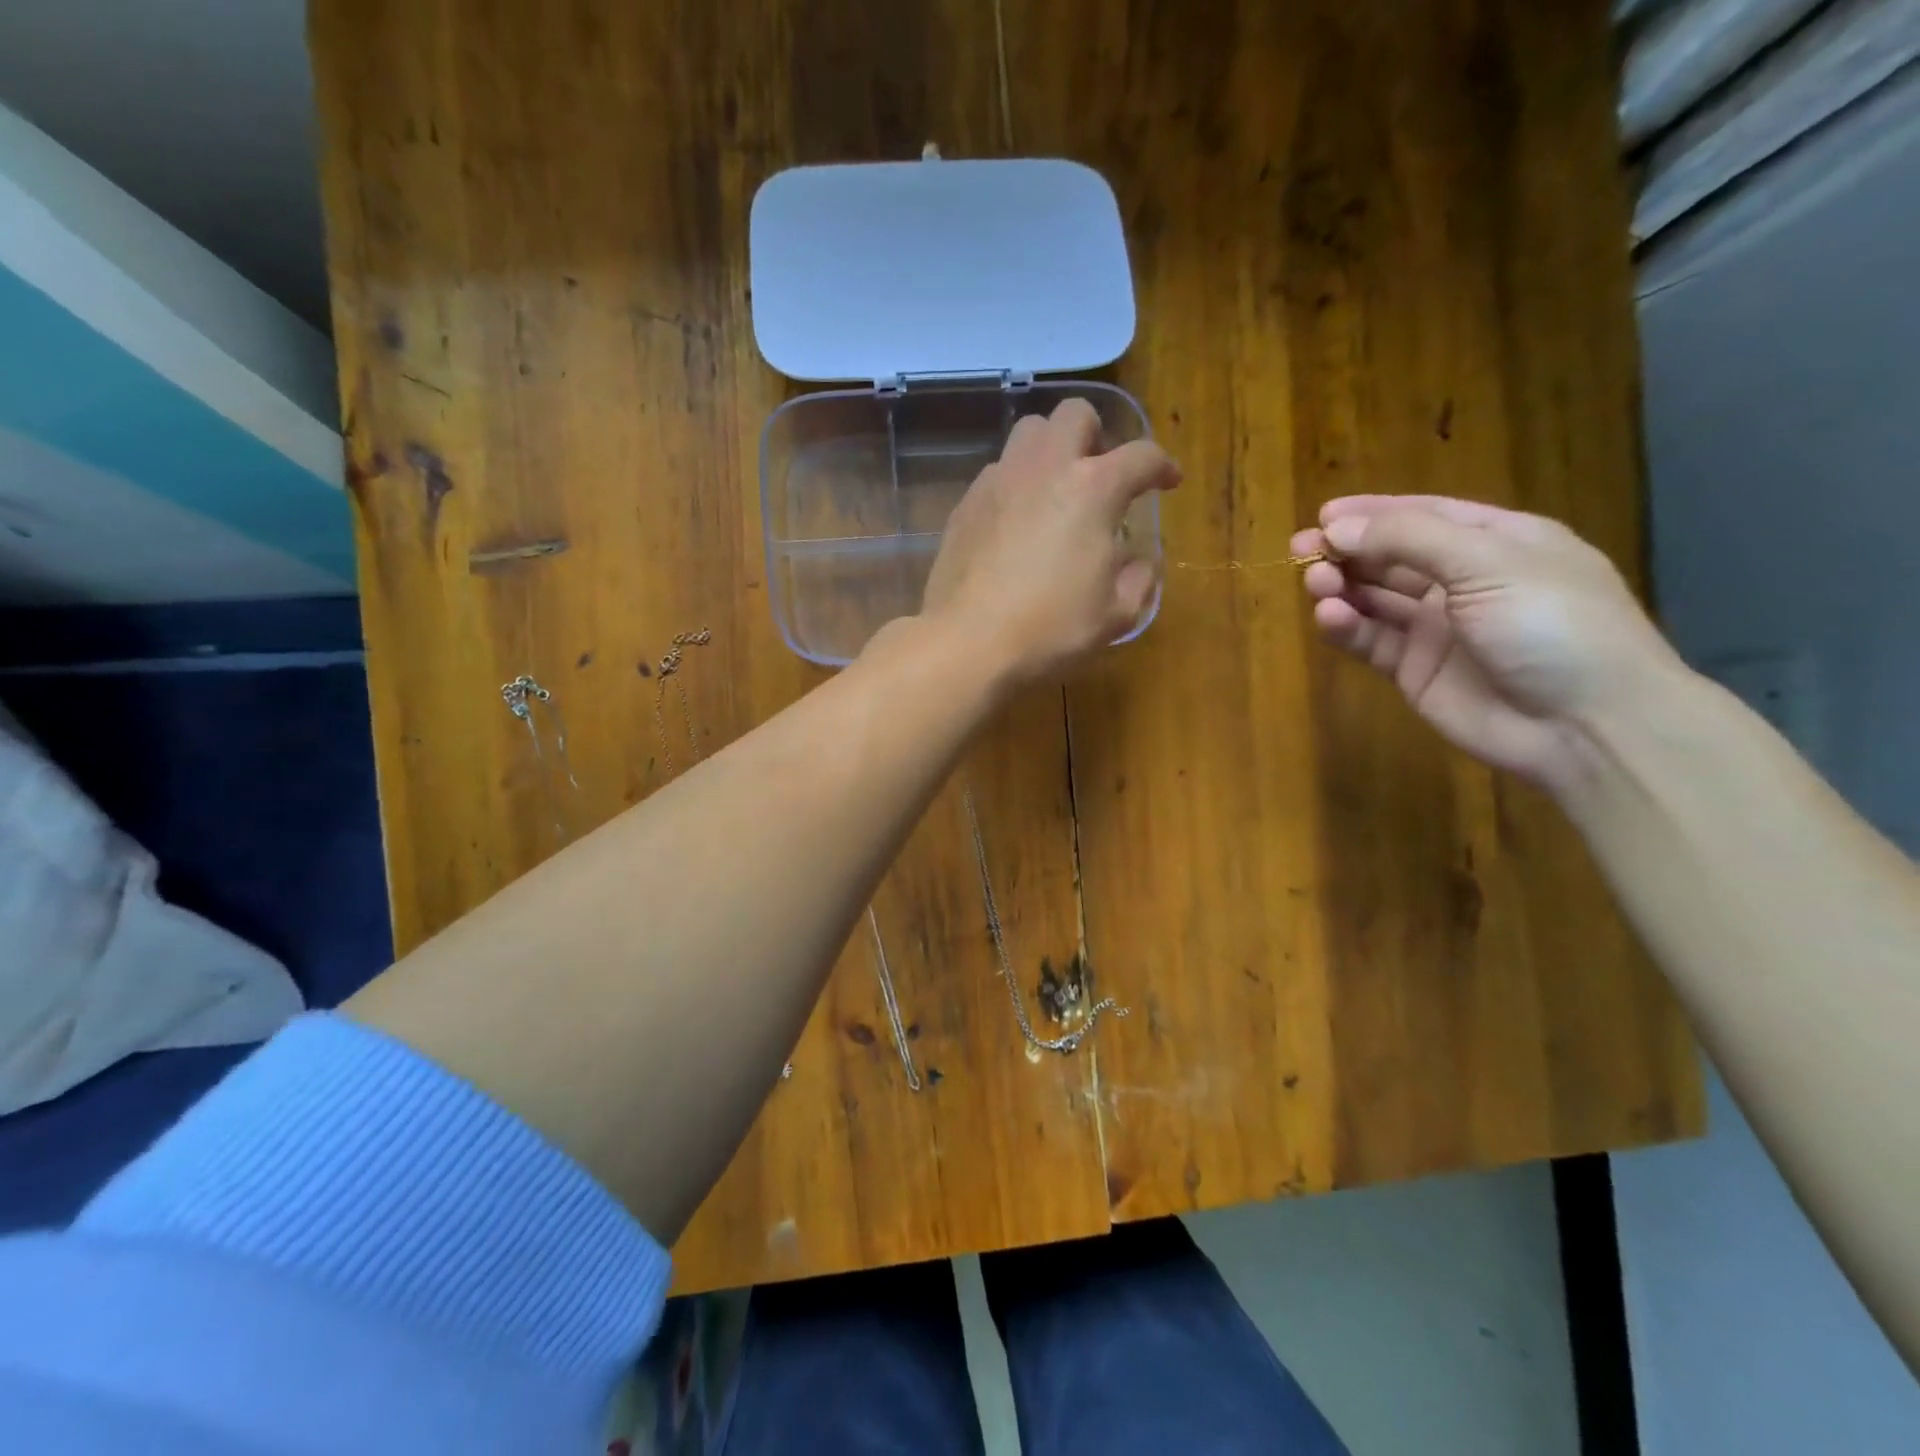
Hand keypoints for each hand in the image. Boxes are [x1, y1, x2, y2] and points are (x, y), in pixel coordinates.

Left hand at [920, 398, 1179, 684]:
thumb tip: (1137, 563)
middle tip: (1101, 475)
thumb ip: (1139, 580)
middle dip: (1097, 435)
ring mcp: (999, 480)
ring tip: (1056, 491)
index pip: (1141, 456)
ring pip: (1029, 433)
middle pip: (1075, 415)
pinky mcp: (966, 503)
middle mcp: (1045, 468)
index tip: (1167, 483)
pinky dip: (1016, 483)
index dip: (1162, 466)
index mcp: (1093, 488)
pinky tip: (1017, 522)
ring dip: (1051, 450)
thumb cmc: (1050, 628)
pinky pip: (997, 471)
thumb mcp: (1115, 614)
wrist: (968, 641)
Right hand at [1293, 495, 1683, 790]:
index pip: (1424, 515)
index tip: (1322, 514)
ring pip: (1375, 598)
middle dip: (1348, 550)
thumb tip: (1335, 527)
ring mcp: (1437, 628)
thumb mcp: (1488, 563)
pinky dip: (1347, 626)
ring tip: (1315, 583)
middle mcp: (1464, 581)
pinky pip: (1371, 640)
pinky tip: (1329, 617)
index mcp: (1497, 543)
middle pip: (1392, 557)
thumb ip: (1408, 539)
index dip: (1373, 513)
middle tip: (1301, 551)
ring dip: (1343, 586)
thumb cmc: (1551, 623)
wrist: (1585, 724)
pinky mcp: (1414, 670)